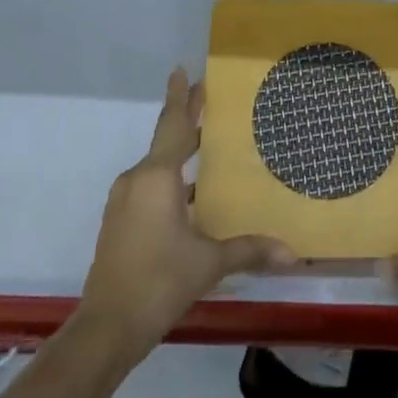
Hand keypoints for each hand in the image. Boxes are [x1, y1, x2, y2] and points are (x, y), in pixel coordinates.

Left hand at [79, 68, 291, 355]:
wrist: (106, 329)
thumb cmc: (158, 282)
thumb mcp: (208, 263)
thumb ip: (248, 250)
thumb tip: (292, 253)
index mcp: (156, 177)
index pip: (173, 124)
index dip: (180, 96)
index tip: (181, 68)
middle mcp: (137, 180)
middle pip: (166, 140)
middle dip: (186, 119)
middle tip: (208, 98)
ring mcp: (124, 201)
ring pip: (157, 165)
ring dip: (180, 152)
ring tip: (208, 144)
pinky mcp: (120, 222)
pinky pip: (149, 185)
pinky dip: (171, 178)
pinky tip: (191, 193)